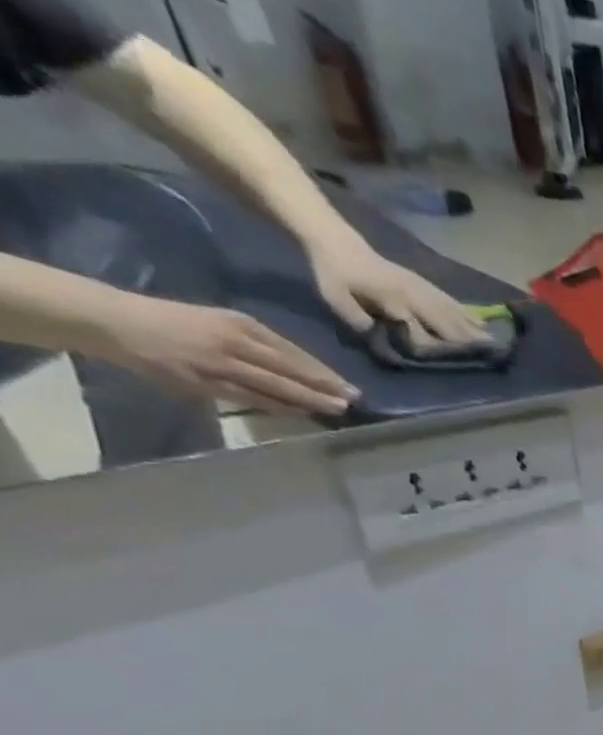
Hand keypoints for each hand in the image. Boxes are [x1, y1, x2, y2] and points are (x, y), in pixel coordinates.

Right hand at [98, 294, 358, 415]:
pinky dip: (279, 407)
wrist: (116, 322)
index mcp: (240, 324)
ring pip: (275, 386)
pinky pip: (251, 398)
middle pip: (290, 369)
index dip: (323, 371)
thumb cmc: (175, 320)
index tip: (348, 384)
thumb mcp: (222, 321)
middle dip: (325, 387)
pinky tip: (302, 413)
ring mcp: (219, 364)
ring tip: (337, 409)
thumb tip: (303, 367)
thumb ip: (259, 342)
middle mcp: (233, 343)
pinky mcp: (204, 383)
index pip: (292, 352)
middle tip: (354, 400)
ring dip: (309, 400)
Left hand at [309, 240, 488, 344]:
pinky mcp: (425, 285)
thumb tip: (381, 337)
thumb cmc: (334, 273)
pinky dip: (468, 313)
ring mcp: (422, 289)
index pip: (418, 329)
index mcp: (392, 299)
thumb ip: (357, 318)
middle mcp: (413, 295)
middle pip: (444, 322)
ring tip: (492, 343)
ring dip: (473, 329)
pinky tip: (482, 322)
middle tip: (488, 356)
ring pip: (452, 312)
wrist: (338, 242)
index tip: (450, 363)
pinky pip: (452, 301)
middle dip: (465, 340)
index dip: (433, 348)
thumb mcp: (334, 296)